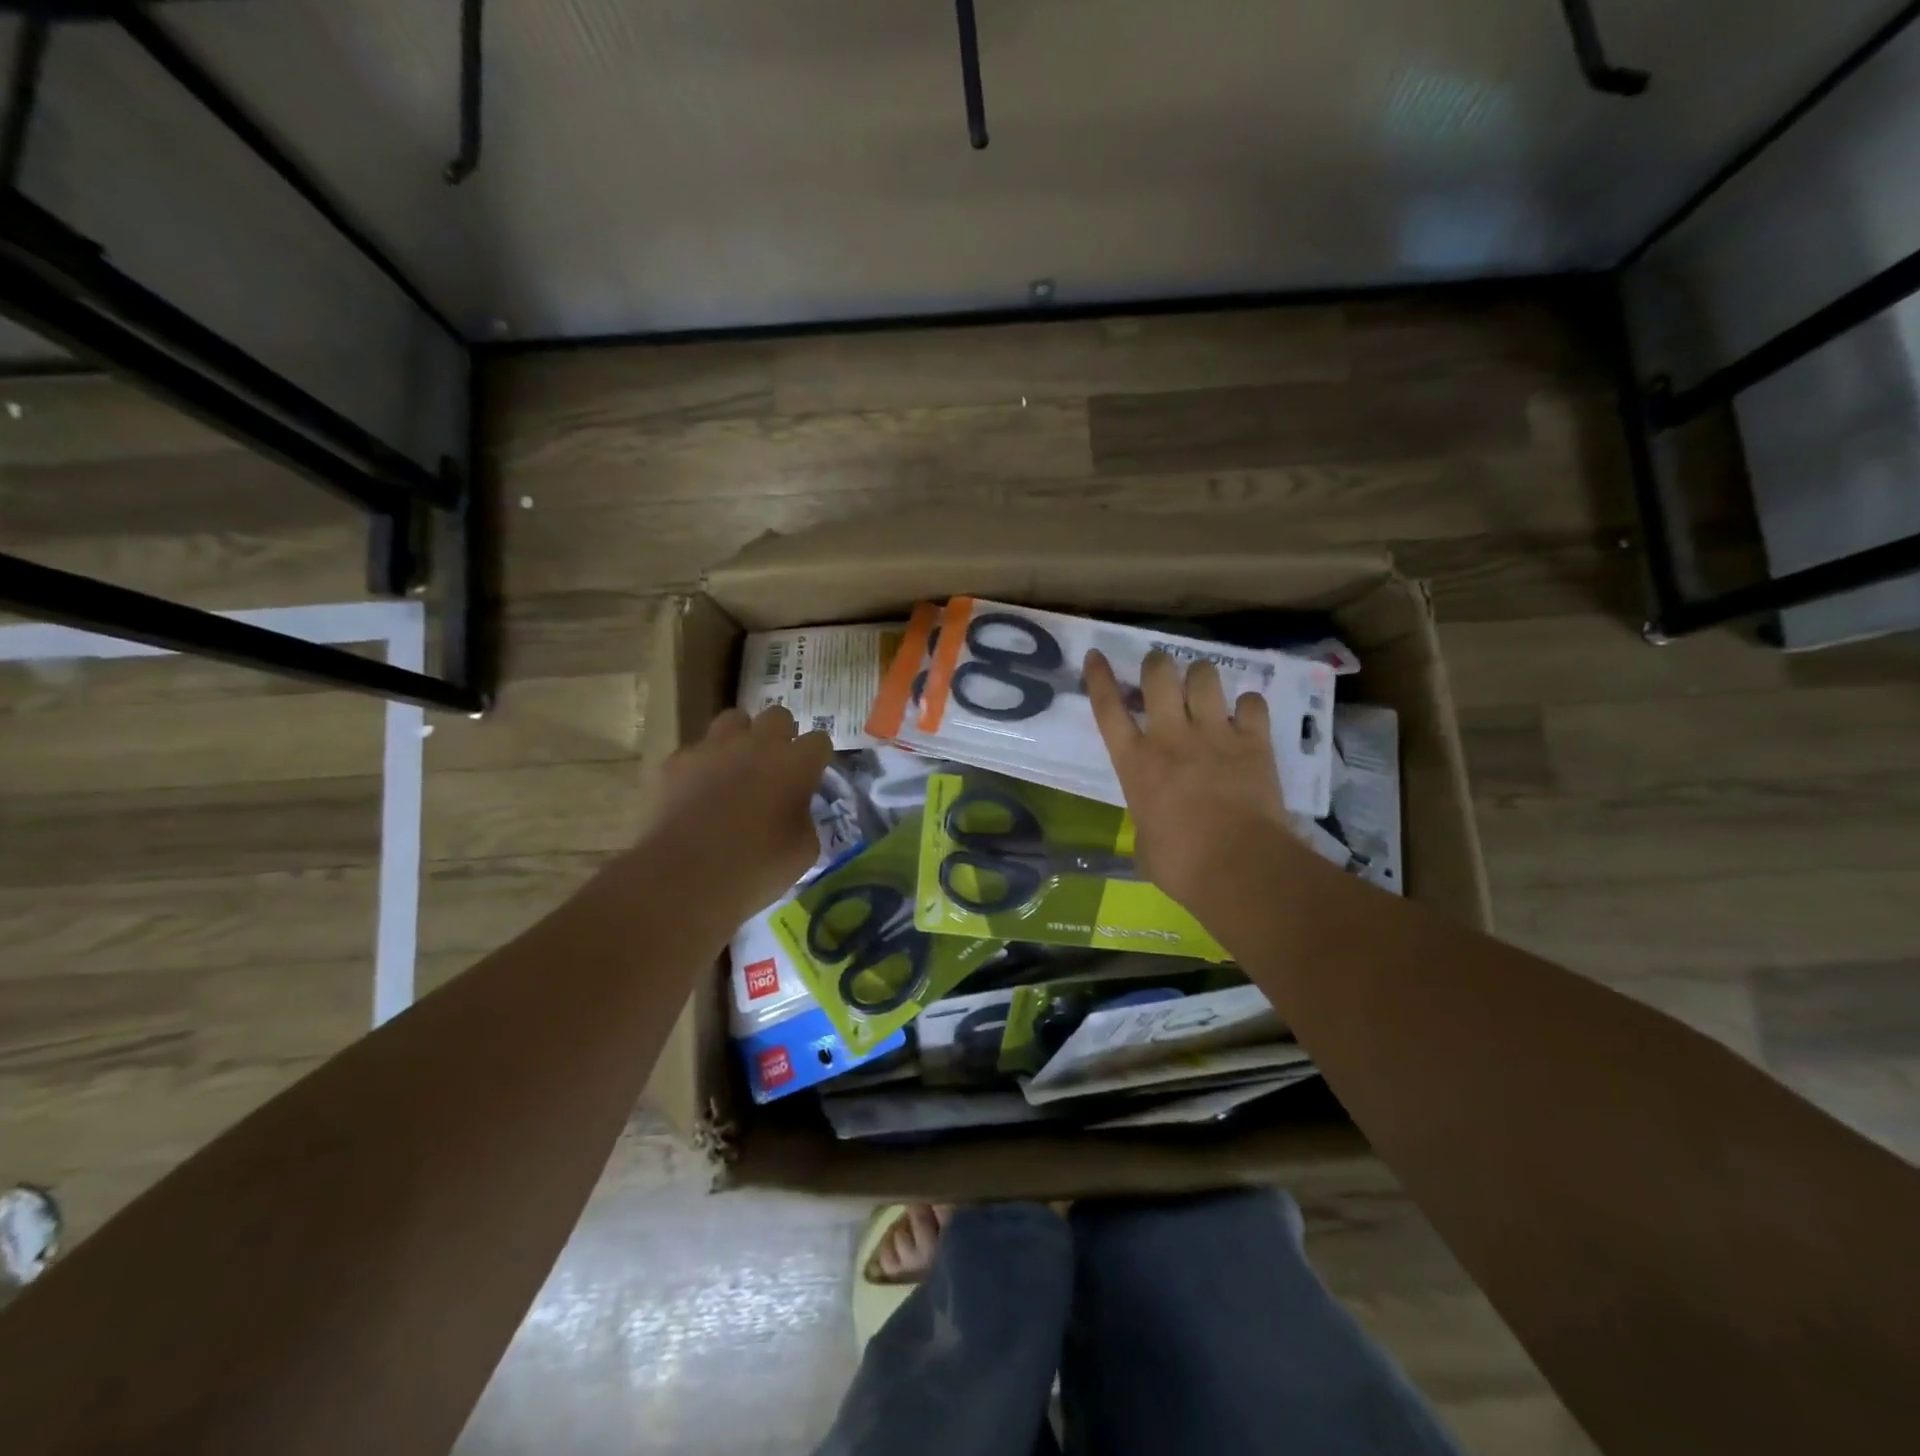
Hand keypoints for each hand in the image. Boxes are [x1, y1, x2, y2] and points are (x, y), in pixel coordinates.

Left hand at [647, 705, 832, 920]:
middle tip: (776, 767)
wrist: (685, 877)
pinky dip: (702, 766)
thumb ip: (805, 819)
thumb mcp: (803, 851)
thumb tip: (795, 811)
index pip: (819, 741)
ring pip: (734, 720)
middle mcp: (758, 744)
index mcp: (796, 763)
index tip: (811, 778)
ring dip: (741, 738)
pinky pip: (696, 751)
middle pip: (778, 716)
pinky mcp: (677, 761)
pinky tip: (698, 793)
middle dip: (781, 736)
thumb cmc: (757, 867)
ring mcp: (714, 747)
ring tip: (736, 767)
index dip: (816, 759)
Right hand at [1084, 648, 1294, 912]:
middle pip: (1158, 674)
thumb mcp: (1144, 845)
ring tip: (1203, 689)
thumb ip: (1146, 822)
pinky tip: (1246, 716)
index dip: (1099, 678)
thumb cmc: (1180, 864)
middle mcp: (1170, 737)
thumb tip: (1154, 829)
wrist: (1238, 866)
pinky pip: (1252, 703)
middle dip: (1156, 665)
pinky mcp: (1254, 741)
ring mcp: (1214, 734)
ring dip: (1201, 677)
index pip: (1108, 709)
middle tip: (1160, 672)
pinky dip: (1248, 706)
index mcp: (1135, 763)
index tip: (1096, 655)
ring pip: (1205, 676)